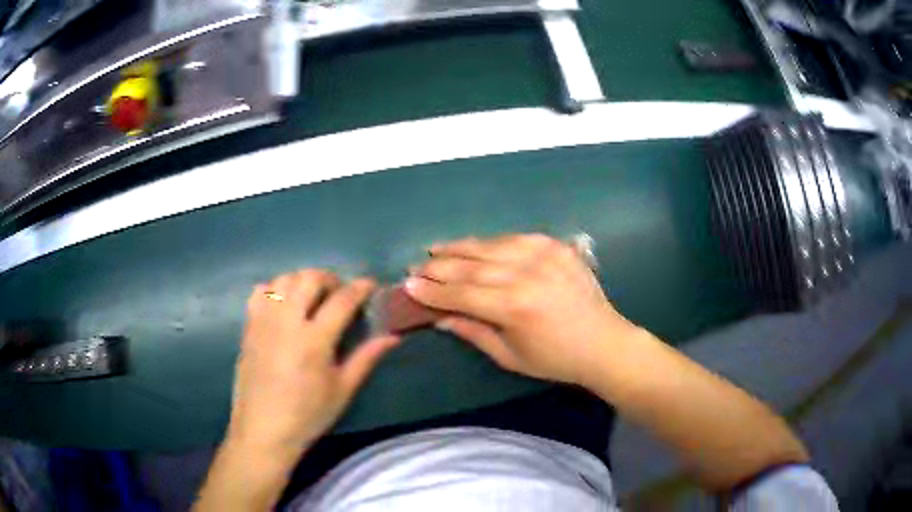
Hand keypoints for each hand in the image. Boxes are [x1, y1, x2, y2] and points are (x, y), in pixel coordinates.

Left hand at [228, 270, 399, 461]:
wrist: (263, 429)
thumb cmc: (308, 415)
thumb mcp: (342, 390)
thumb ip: (366, 358)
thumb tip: (393, 336)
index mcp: (314, 340)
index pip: (341, 300)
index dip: (360, 288)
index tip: (370, 285)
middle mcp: (287, 322)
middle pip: (309, 279)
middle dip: (329, 278)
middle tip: (339, 293)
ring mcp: (264, 321)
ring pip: (283, 279)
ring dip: (302, 280)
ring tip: (312, 296)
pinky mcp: (249, 326)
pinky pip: (260, 291)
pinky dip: (276, 289)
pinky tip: (284, 305)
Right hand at [406, 234, 638, 386]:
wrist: (604, 342)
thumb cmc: (555, 359)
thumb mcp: (509, 356)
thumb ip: (472, 332)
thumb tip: (439, 317)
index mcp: (514, 307)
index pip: (461, 294)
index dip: (432, 290)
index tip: (408, 285)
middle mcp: (527, 274)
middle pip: (471, 265)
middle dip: (439, 266)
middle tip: (416, 266)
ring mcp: (544, 255)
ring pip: (491, 245)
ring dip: (460, 247)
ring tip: (437, 248)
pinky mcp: (556, 246)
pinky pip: (516, 237)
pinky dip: (492, 241)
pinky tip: (477, 244)